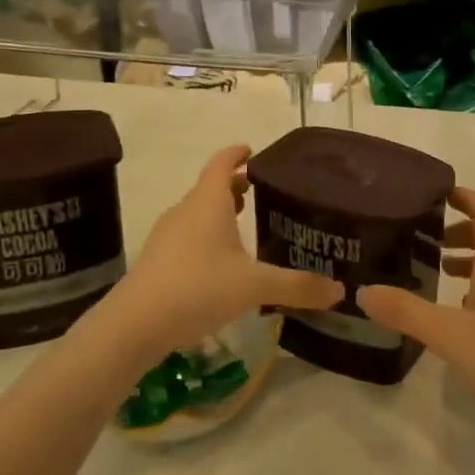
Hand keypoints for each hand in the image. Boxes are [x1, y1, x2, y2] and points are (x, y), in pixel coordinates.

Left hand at [102, 144, 340, 365]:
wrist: (134, 324)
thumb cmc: (198, 288)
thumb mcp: (255, 286)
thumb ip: (298, 286)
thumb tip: (340, 291)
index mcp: (208, 202)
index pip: (222, 163)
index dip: (237, 153)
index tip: (253, 150)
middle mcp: (186, 211)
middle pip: (210, 188)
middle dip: (234, 187)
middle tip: (260, 193)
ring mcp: (167, 236)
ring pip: (198, 213)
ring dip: (219, 213)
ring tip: (244, 224)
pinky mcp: (158, 261)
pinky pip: (187, 237)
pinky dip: (206, 237)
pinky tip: (220, 263)